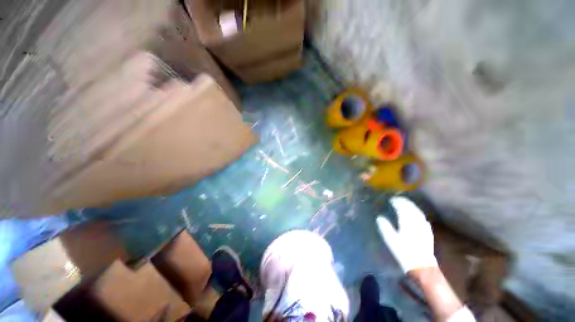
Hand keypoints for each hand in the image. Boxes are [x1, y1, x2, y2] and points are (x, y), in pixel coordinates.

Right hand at [376, 196, 437, 272]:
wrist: (422, 266)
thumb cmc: (404, 252)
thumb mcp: (391, 240)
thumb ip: (385, 227)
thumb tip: (380, 217)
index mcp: (407, 222)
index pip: (402, 208)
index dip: (397, 202)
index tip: (392, 199)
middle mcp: (416, 222)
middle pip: (411, 208)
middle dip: (405, 202)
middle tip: (398, 199)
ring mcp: (424, 227)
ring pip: (418, 212)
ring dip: (412, 206)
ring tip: (406, 204)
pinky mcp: (428, 232)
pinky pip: (423, 218)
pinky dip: (418, 213)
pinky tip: (417, 215)